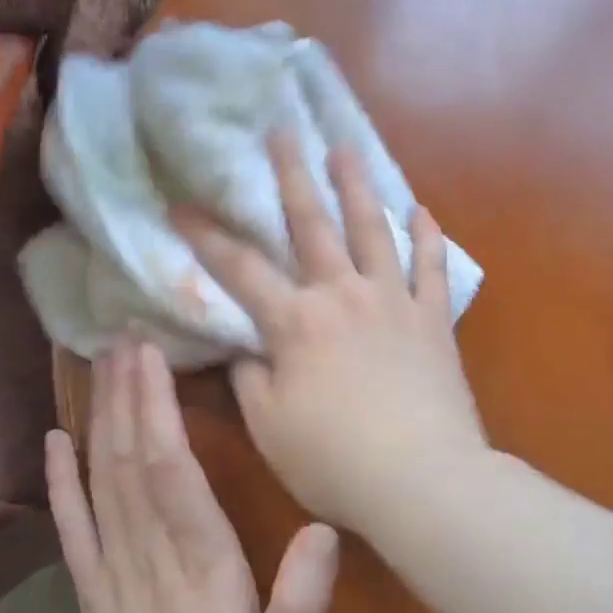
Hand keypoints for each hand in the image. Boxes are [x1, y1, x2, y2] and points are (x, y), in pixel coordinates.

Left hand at [45, 340, 339, 612]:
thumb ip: (300, 605)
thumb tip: (325, 529)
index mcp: (199, 567)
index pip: (172, 474)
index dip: (159, 409)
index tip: (152, 356)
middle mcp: (148, 556)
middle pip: (132, 461)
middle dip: (128, 392)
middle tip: (124, 334)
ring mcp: (110, 571)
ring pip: (102, 480)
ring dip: (100, 417)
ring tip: (100, 363)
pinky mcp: (89, 591)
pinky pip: (71, 526)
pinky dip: (60, 479)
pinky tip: (54, 439)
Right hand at [174, 135, 490, 531]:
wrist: (423, 481)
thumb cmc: (335, 460)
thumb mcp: (269, 427)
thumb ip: (249, 380)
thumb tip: (244, 348)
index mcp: (296, 322)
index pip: (240, 269)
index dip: (206, 236)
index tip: (180, 203)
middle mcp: (343, 295)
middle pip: (312, 224)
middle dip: (291, 175)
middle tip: (282, 131)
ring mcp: (393, 300)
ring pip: (373, 229)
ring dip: (357, 185)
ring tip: (346, 147)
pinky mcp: (432, 318)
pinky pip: (431, 267)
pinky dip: (426, 237)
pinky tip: (421, 210)